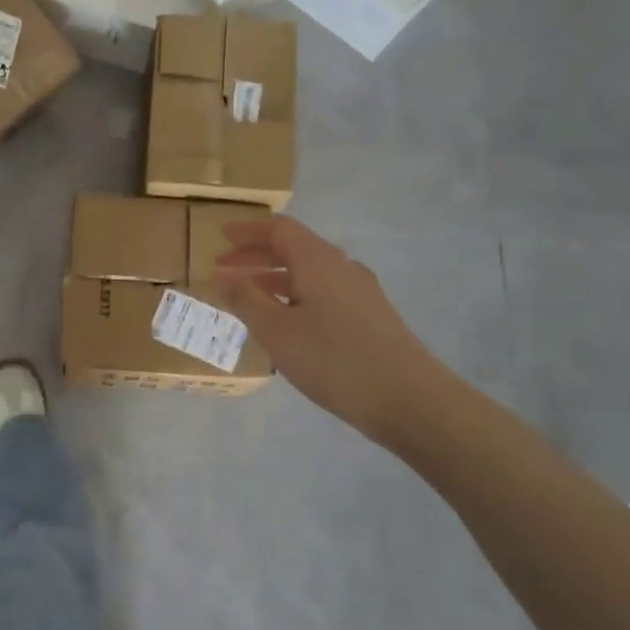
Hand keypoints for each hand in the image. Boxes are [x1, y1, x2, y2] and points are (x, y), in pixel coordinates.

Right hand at [214, 216, 450, 446]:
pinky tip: (286, 324)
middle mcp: (342, 267)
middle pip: (294, 248)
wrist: (408, 399)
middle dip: (256, 257)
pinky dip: (295, 297)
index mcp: (317, 261)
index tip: (221, 237)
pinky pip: (323, 293)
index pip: (279, 229)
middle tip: (224, 271)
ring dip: (275, 279)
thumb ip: (245, 299)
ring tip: (248, 300)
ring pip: (309, 274)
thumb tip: (221, 274)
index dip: (248, 231)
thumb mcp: (276, 330)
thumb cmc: (333, 359)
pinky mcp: (371, 317)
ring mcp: (361, 292)